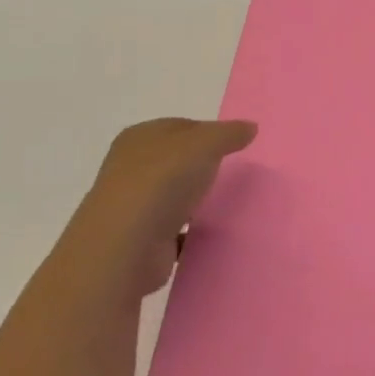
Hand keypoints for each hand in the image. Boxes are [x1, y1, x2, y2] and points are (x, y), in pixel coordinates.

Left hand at [58, 118, 255, 302]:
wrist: (124, 248)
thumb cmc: (162, 182)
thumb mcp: (205, 144)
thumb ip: (229, 133)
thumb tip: (250, 128)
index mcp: (139, 138)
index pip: (181, 127)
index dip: (209, 133)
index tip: (235, 147)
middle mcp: (130, 168)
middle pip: (176, 160)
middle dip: (202, 166)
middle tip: (233, 173)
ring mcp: (133, 205)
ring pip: (174, 194)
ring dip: (196, 199)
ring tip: (227, 203)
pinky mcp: (140, 238)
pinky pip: (174, 228)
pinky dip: (191, 231)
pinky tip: (212, 232)